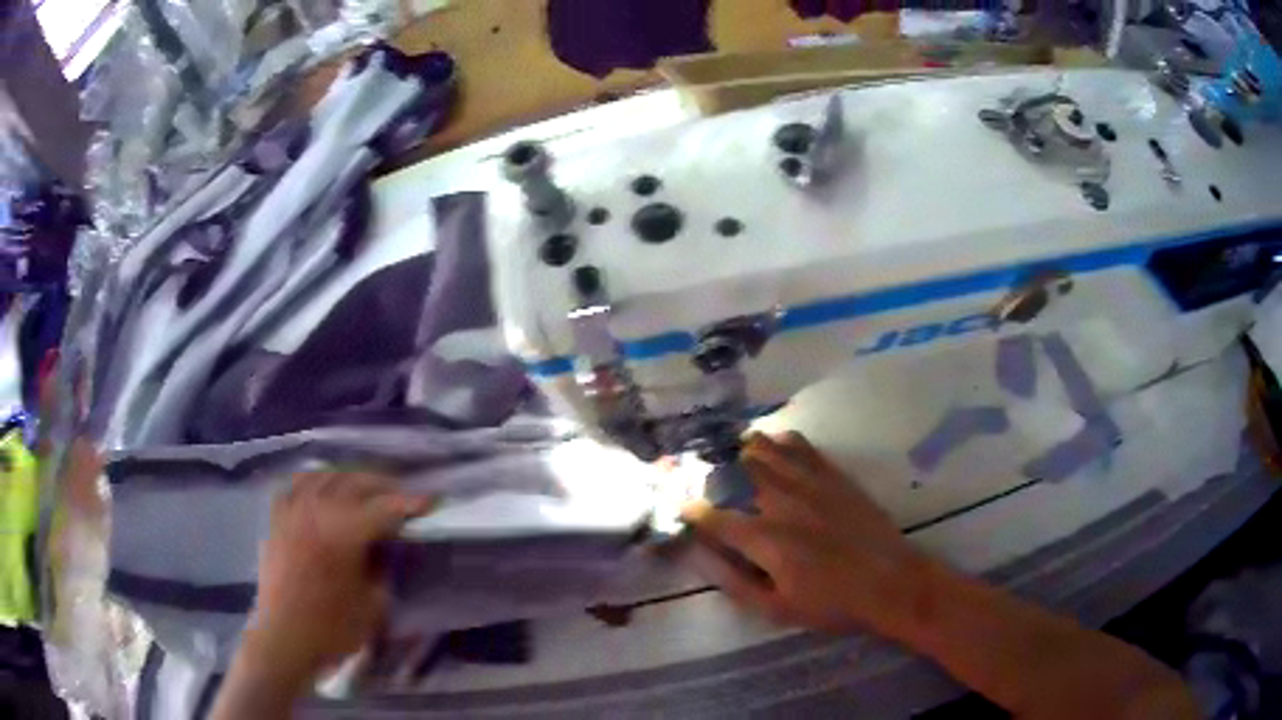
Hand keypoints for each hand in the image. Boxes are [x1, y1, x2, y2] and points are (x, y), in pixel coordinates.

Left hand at [245, 471, 433, 683]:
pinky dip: (313, 482)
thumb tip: (386, 547)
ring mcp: (293, 510)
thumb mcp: (373, 604)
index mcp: (344, 532)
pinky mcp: (277, 519)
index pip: (385, 507)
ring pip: (325, 475)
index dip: (411, 503)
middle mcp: (318, 510)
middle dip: (383, 485)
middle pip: (356, 482)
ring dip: (349, 478)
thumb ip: (382, 568)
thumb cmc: (333, 627)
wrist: (285, 638)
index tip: (431, 500)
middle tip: (402, 495)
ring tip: (364, 488)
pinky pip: (295, 486)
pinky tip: (321, 489)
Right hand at [682, 432, 930, 634]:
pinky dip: (780, 440)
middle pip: (737, 471)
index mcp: (765, 538)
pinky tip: (772, 443)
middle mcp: (782, 502)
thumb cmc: (832, 603)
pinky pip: (800, 446)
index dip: (693, 511)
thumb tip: (700, 558)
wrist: (890, 581)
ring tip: (729, 450)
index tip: (683, 507)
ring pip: (766, 450)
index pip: (715, 518)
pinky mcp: (833, 474)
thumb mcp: (777, 608)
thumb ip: (734, 582)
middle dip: (713, 469)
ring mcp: (809, 482)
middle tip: (701, 470)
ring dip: (742, 448)